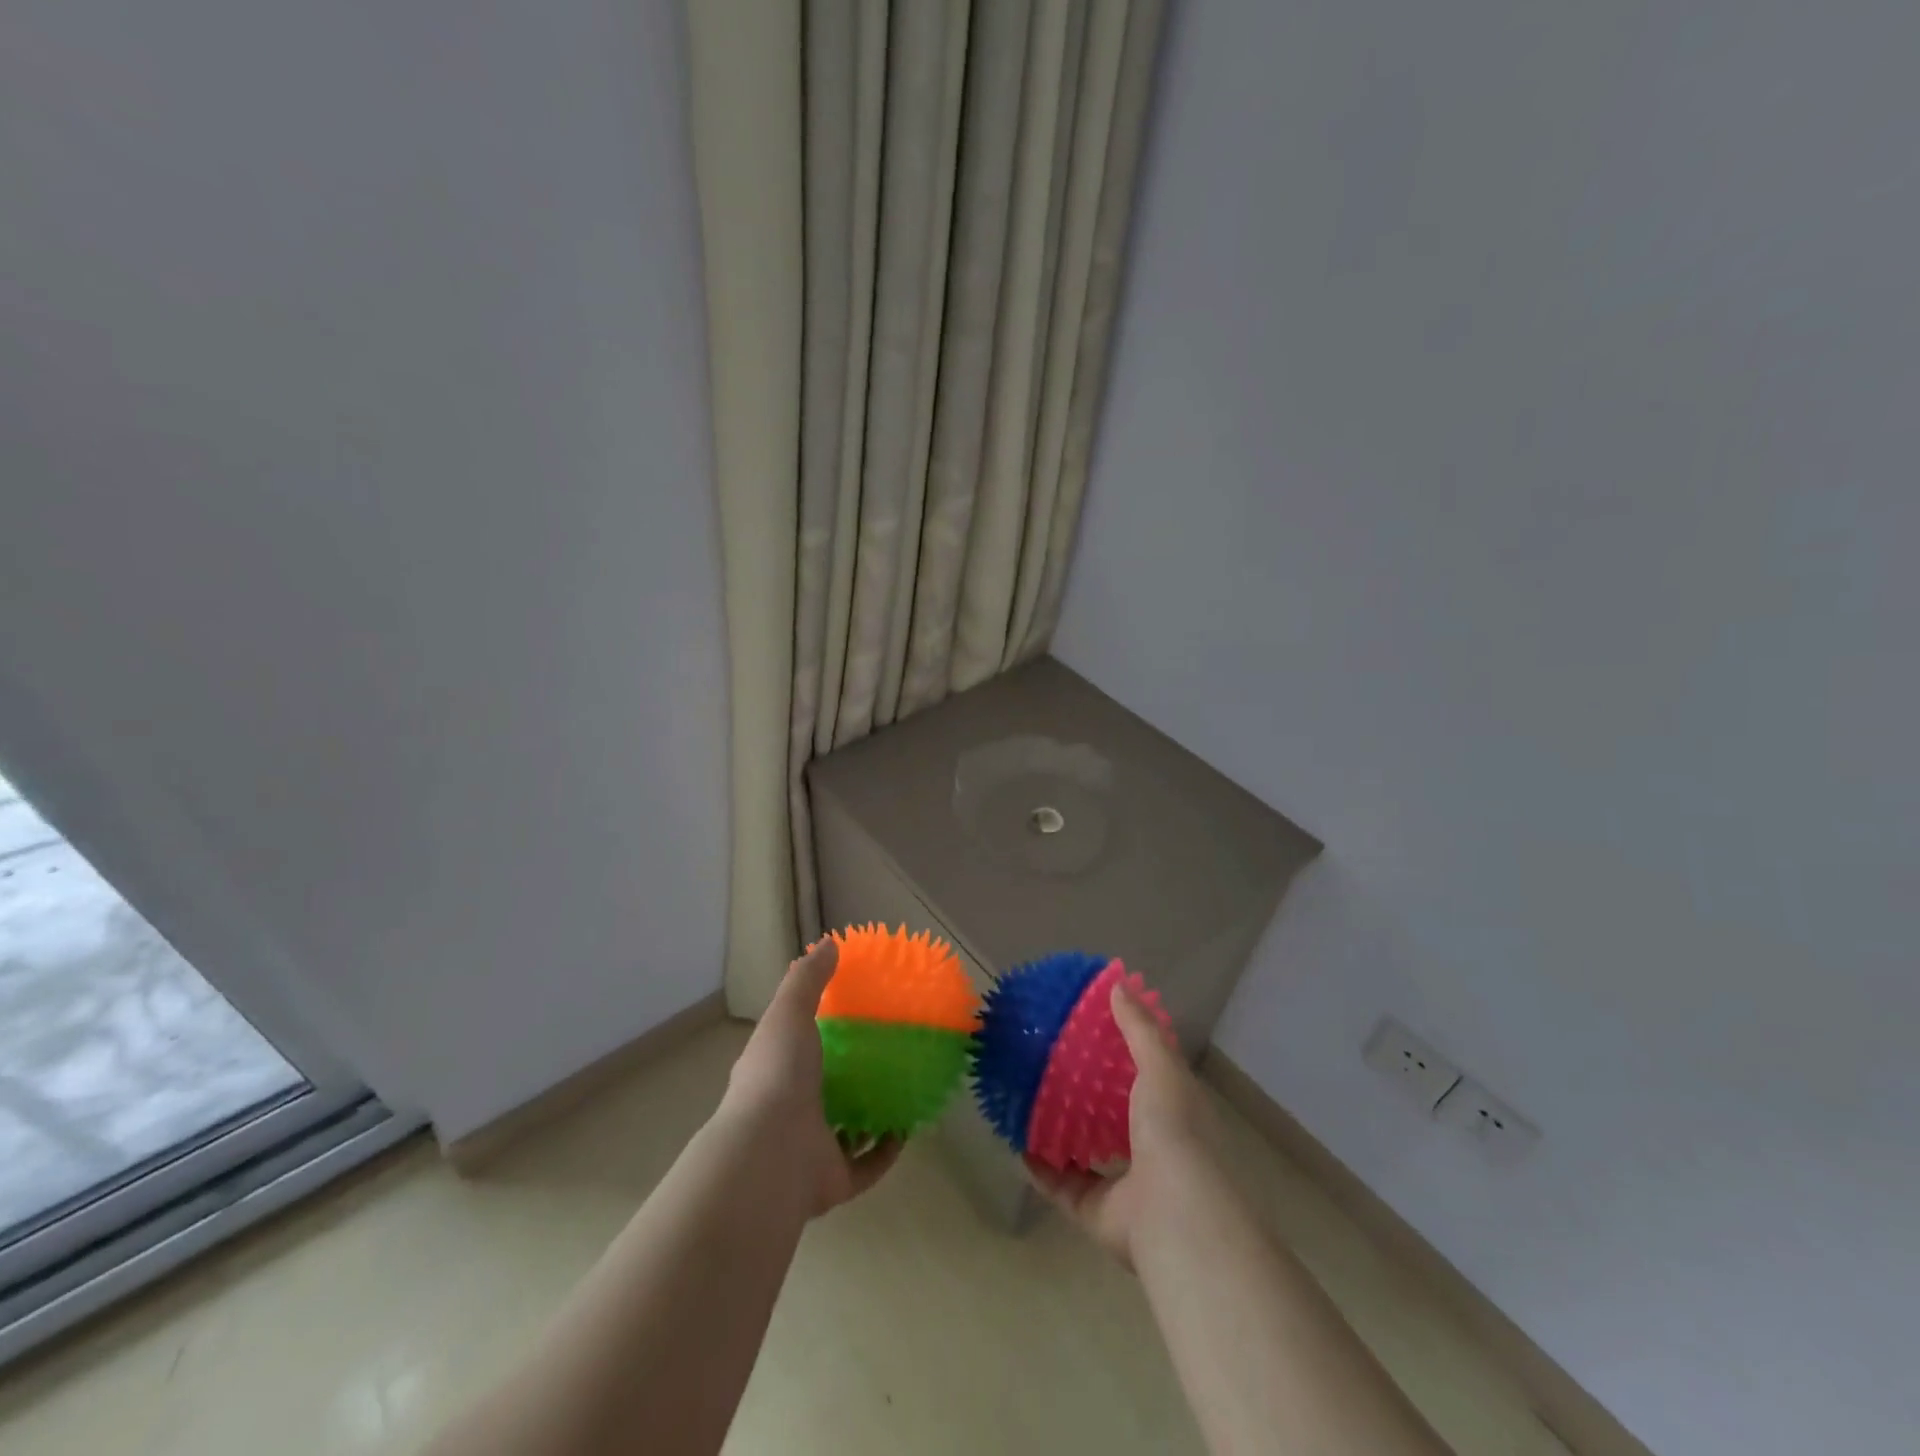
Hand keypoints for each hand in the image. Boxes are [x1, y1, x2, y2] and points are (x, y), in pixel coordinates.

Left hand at [720, 938, 901, 1216]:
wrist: (771, 1154)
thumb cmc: (778, 1075)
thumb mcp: (789, 1014)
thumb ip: (807, 980)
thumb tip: (830, 943)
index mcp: (775, 1073)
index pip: (795, 1050)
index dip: (819, 1034)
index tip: (853, 1016)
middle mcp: (789, 1112)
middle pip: (823, 1091)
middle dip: (850, 1076)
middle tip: (886, 1053)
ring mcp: (810, 1149)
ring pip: (845, 1130)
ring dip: (870, 1115)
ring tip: (904, 1088)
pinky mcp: (833, 1181)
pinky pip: (867, 1166)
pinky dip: (886, 1150)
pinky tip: (908, 1128)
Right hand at [1026, 981, 1215, 1268]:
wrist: (1173, 1215)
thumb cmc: (1172, 1130)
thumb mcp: (1160, 1067)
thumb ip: (1139, 1028)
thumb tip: (1117, 983)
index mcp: (1172, 1112)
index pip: (1147, 1075)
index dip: (1121, 1052)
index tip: (1088, 1027)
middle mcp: (1151, 1147)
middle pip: (1113, 1112)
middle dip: (1086, 1091)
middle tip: (1050, 1060)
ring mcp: (1125, 1183)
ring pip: (1087, 1150)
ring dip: (1061, 1129)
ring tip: (1029, 1100)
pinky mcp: (1096, 1211)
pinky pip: (1061, 1185)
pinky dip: (1040, 1167)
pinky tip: (1016, 1142)